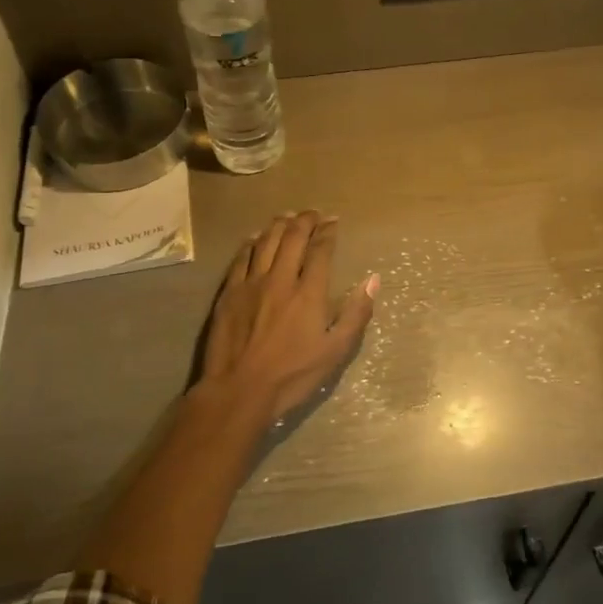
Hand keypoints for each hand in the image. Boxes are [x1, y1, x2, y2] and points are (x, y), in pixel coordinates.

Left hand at [199, 211, 377, 425]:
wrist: (239, 390)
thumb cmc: (292, 375)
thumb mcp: (335, 351)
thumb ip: (356, 314)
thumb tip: (373, 280)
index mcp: (309, 293)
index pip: (320, 251)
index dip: (328, 232)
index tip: (334, 221)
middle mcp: (280, 279)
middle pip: (292, 238)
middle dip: (305, 220)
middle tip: (313, 213)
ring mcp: (251, 283)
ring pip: (265, 242)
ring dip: (279, 225)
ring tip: (287, 217)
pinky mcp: (229, 293)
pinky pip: (241, 258)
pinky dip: (251, 243)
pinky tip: (255, 238)